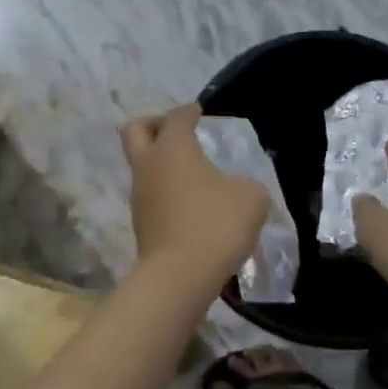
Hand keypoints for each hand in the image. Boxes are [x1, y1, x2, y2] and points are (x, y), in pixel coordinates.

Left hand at [122, 104, 269, 282]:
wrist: (178, 277)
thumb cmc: (215, 224)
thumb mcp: (251, 198)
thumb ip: (247, 184)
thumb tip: (238, 189)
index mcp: (173, 148)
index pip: (176, 117)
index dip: (188, 111)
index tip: (199, 111)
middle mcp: (149, 165)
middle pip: (136, 130)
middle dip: (153, 124)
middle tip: (177, 132)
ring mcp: (140, 196)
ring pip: (143, 166)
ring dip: (162, 164)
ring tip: (193, 175)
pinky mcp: (141, 224)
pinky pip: (151, 195)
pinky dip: (166, 192)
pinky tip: (191, 205)